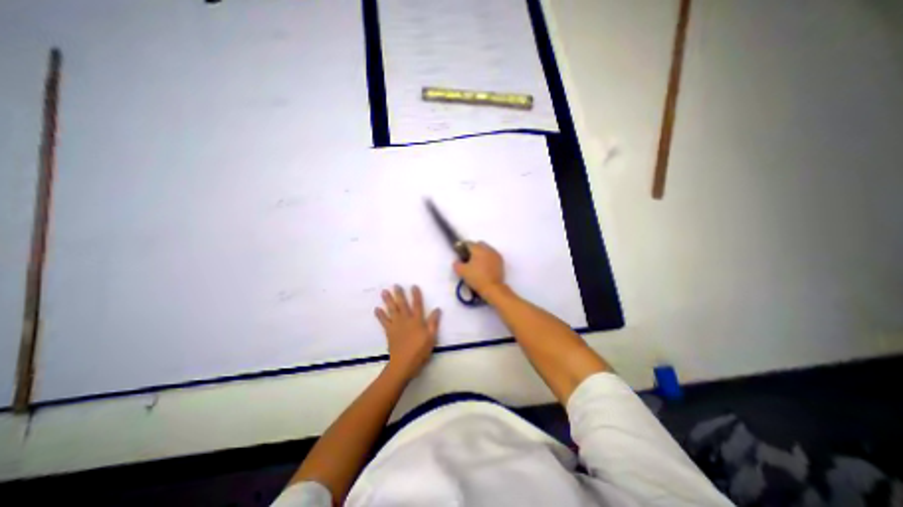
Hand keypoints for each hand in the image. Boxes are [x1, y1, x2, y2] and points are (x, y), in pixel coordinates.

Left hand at [375, 285, 441, 378]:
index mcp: (417, 320)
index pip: (417, 304)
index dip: (416, 295)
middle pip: (402, 304)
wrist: (403, 363)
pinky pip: (384, 321)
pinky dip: (380, 315)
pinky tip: (377, 309)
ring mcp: (396, 325)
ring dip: (388, 300)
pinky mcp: (389, 331)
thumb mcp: (431, 337)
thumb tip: (437, 309)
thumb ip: (434, 322)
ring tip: (384, 292)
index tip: (413, 286)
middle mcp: (406, 320)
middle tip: (395, 285)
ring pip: (392, 310)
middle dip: (399, 294)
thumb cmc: (420, 351)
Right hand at [456, 242, 504, 293]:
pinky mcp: (501, 261)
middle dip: (473, 249)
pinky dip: (488, 258)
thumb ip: (457, 264)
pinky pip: (492, 256)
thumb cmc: (476, 278)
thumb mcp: (462, 272)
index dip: (462, 247)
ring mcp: (496, 255)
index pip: (468, 243)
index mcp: (478, 249)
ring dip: (481, 253)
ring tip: (477, 263)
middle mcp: (488, 249)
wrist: (493, 288)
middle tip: (469, 258)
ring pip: (487, 250)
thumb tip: (457, 261)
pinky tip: (484, 267)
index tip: (460, 253)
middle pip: (479, 244)